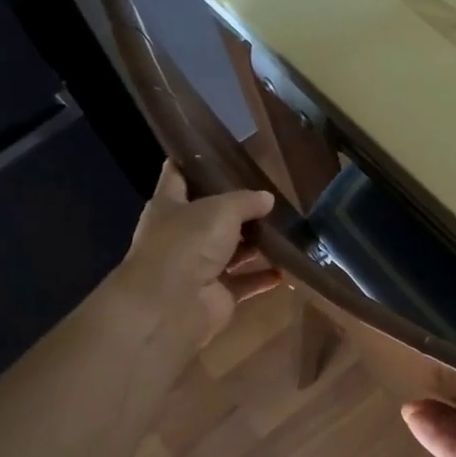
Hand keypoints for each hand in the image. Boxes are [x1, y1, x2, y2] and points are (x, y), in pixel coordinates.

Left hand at [114, 162, 279, 350]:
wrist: (171, 305)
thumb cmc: (187, 244)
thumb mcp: (220, 210)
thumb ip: (245, 201)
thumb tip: (267, 198)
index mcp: (169, 206)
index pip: (177, 175)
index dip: (193, 163)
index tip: (216, 152)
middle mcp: (181, 235)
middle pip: (210, 216)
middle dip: (237, 208)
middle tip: (269, 196)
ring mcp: (197, 267)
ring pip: (230, 251)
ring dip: (254, 244)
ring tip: (284, 230)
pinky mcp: (216, 295)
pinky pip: (244, 282)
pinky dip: (263, 277)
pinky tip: (286, 267)